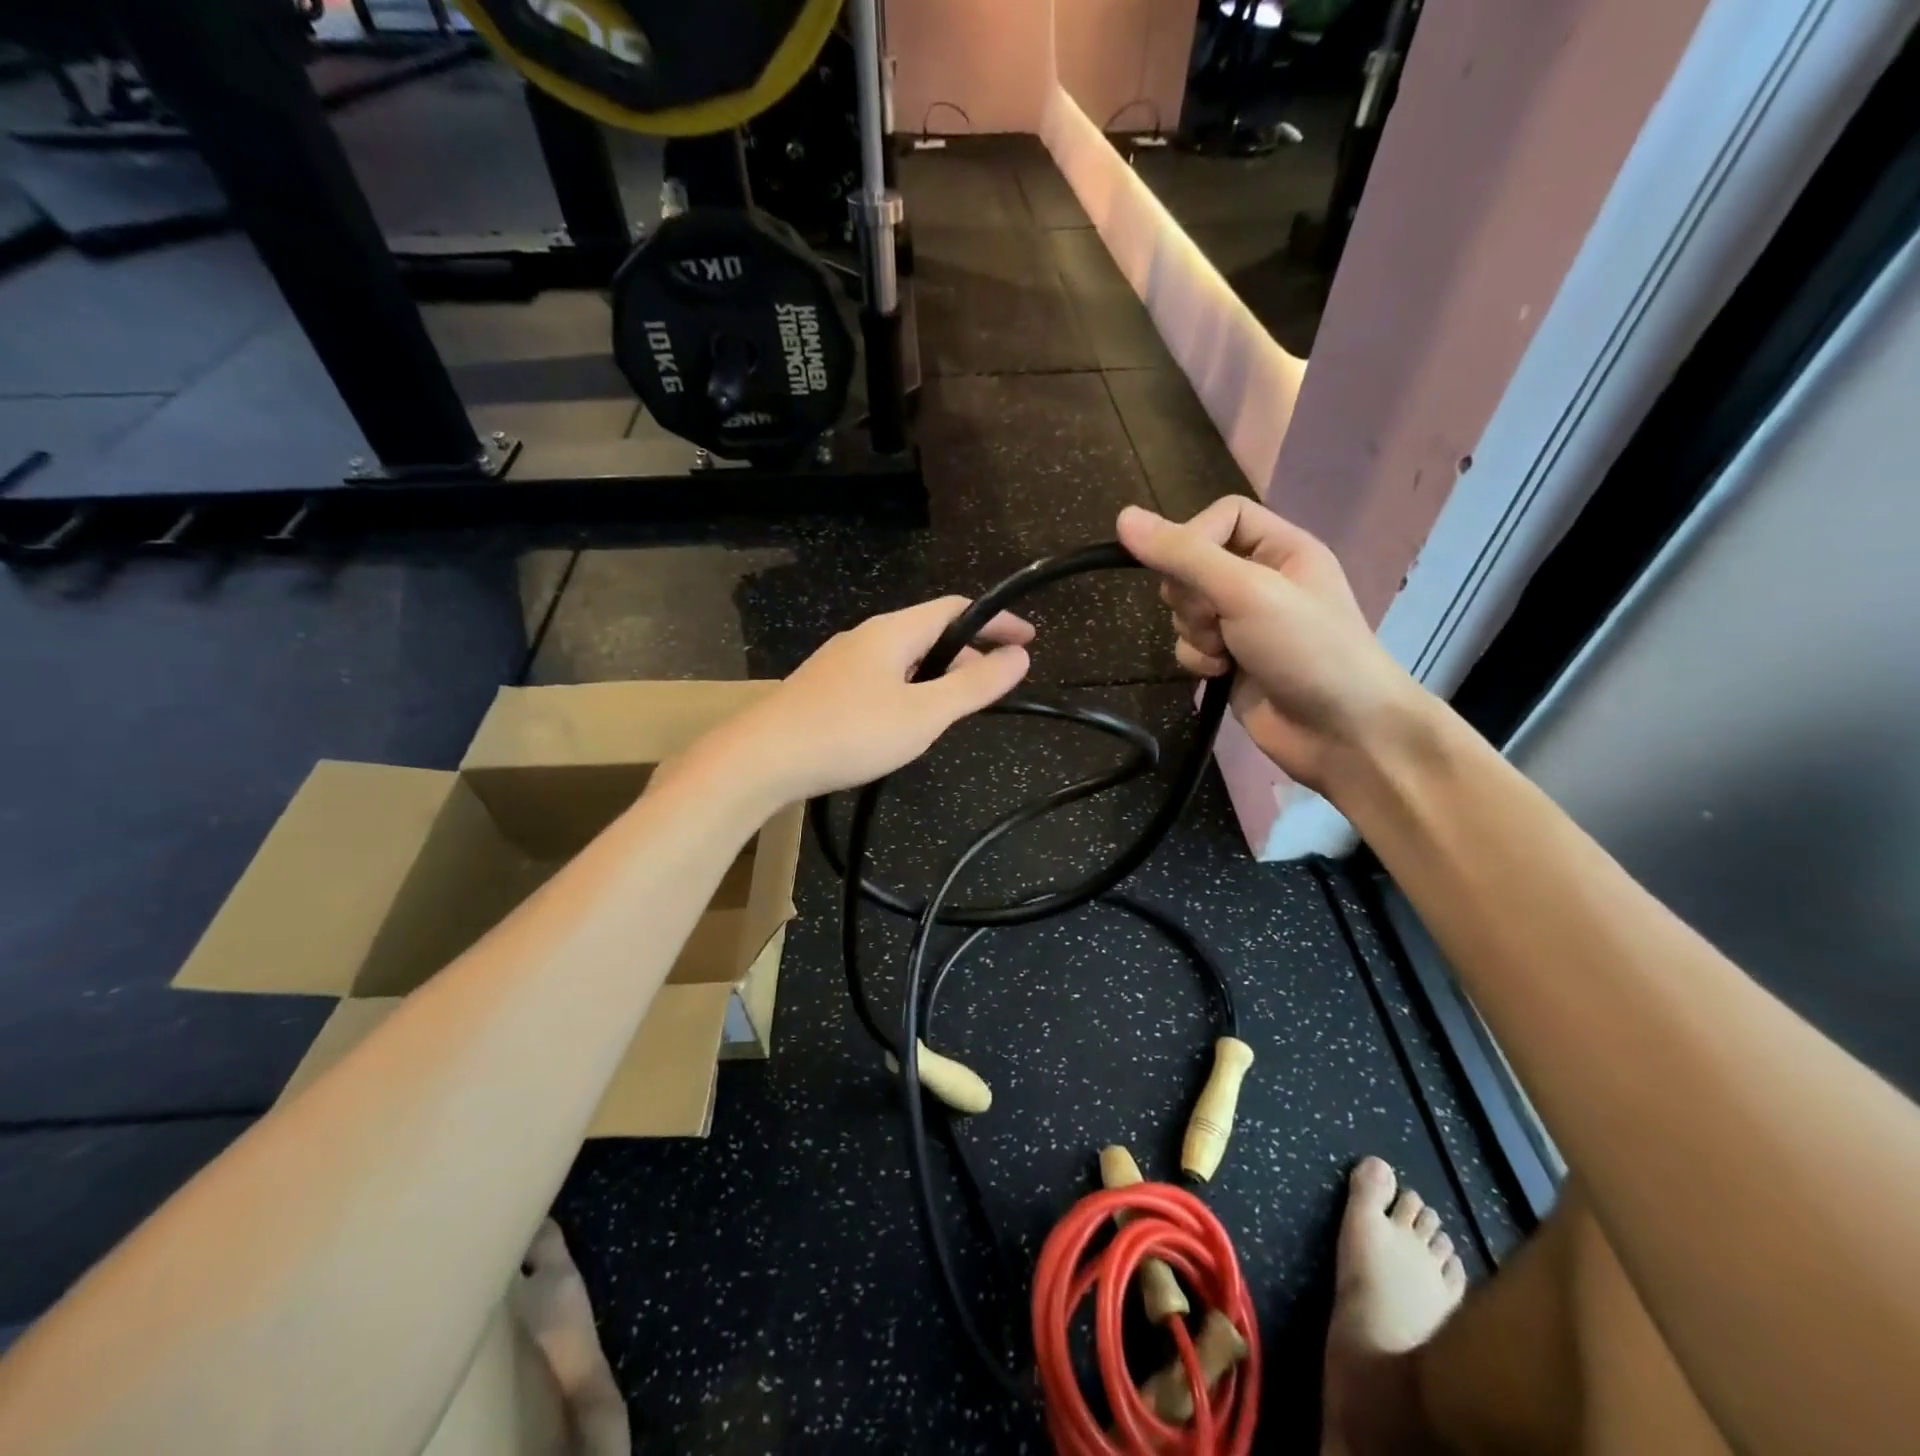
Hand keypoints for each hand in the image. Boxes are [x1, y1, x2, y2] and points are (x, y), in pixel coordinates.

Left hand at [728, 597, 1032, 800]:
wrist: (762, 760)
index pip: (956, 608)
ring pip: (904, 659)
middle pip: (929, 632)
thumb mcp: (924, 714)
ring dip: (937, 676)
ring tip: (953, 711)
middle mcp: (865, 637)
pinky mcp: (824, 689)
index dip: (996, 620)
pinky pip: (881, 679)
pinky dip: (909, 691)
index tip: (1028, 639)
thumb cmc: (850, 733)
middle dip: (968, 654)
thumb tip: (1019, 656)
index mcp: (892, 632)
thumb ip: (974, 686)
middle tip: (992, 688)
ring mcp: (840, 663)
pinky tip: (905, 724)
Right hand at [1116, 500, 1426, 795]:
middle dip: (1191, 596)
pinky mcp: (1229, 660)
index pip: (1221, 516)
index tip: (1185, 570)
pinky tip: (1221, 674)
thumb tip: (1123, 518)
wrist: (1341, 733)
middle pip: (1193, 564)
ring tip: (1225, 652)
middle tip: (1214, 617)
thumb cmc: (1306, 650)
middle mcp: (1261, 579)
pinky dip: (1197, 659)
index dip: (1194, 538)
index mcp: (1281, 548)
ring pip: (1184, 609)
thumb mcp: (1246, 592)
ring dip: (1195, 632)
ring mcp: (1243, 622)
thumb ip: (1185, 556)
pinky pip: (1189, 644)